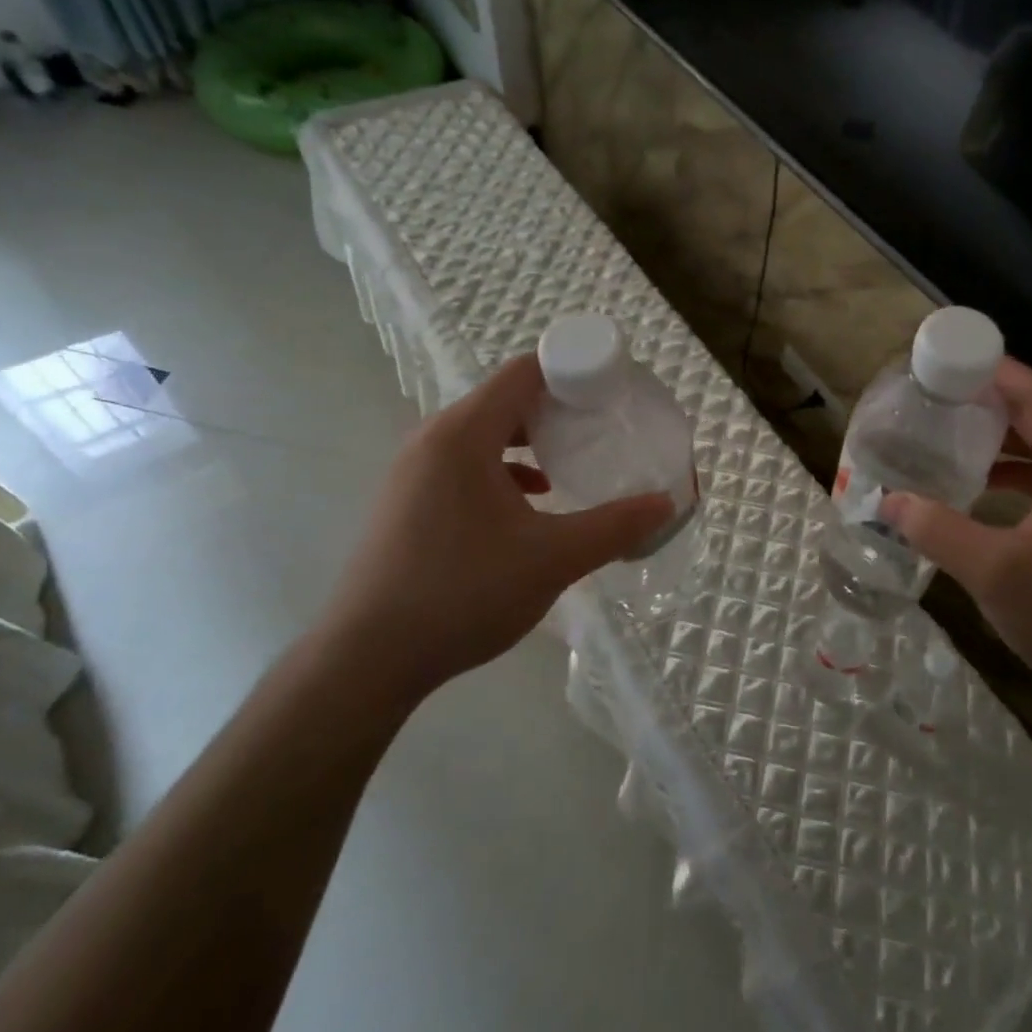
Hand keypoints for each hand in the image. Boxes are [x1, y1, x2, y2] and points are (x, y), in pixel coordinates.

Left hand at [324, 354, 673, 691]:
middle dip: (558, 408)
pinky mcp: (407, 500)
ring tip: (572, 461)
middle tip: (603, 427)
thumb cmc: (463, 593)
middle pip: (505, 399)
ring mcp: (414, 470)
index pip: (524, 372)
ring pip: (484, 433)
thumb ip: (614, 526)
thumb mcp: (551, 559)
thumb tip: (665, 503)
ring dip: (530, 441)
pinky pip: (465, 463)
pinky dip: (503, 468)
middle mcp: (433, 438)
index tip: (612, 392)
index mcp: (463, 434)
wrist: (366, 659)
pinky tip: (531, 501)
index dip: (572, 371)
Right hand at [880, 358, 1031, 727]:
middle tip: (942, 396)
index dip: (1000, 372)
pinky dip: (1019, 471)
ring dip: (1006, 437)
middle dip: (995, 401)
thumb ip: (937, 530)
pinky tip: (985, 488)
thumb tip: (887, 501)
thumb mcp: (995, 573)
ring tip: (955, 434)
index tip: (953, 359)